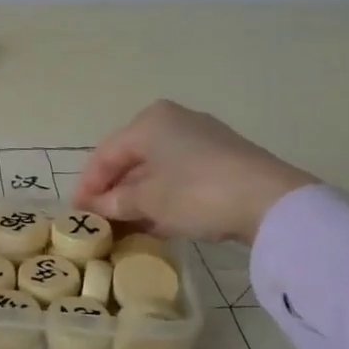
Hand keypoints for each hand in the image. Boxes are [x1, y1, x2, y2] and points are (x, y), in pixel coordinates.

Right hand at [73, 100, 320, 244]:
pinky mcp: (224, 161)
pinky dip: (164, 198)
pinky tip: (156, 223)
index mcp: (150, 121)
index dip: (88, 185)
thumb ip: (116, 203)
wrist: (271, 202)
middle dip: (114, 192)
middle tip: (100, 220)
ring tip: (124, 227)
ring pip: (157, 170)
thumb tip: (96, 208)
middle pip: (132, 160)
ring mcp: (202, 140)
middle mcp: (174, 122)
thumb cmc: (196, 192)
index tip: (77, 213)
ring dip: (139, 198)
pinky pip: (180, 177)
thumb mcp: (148, 201)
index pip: (106, 154)